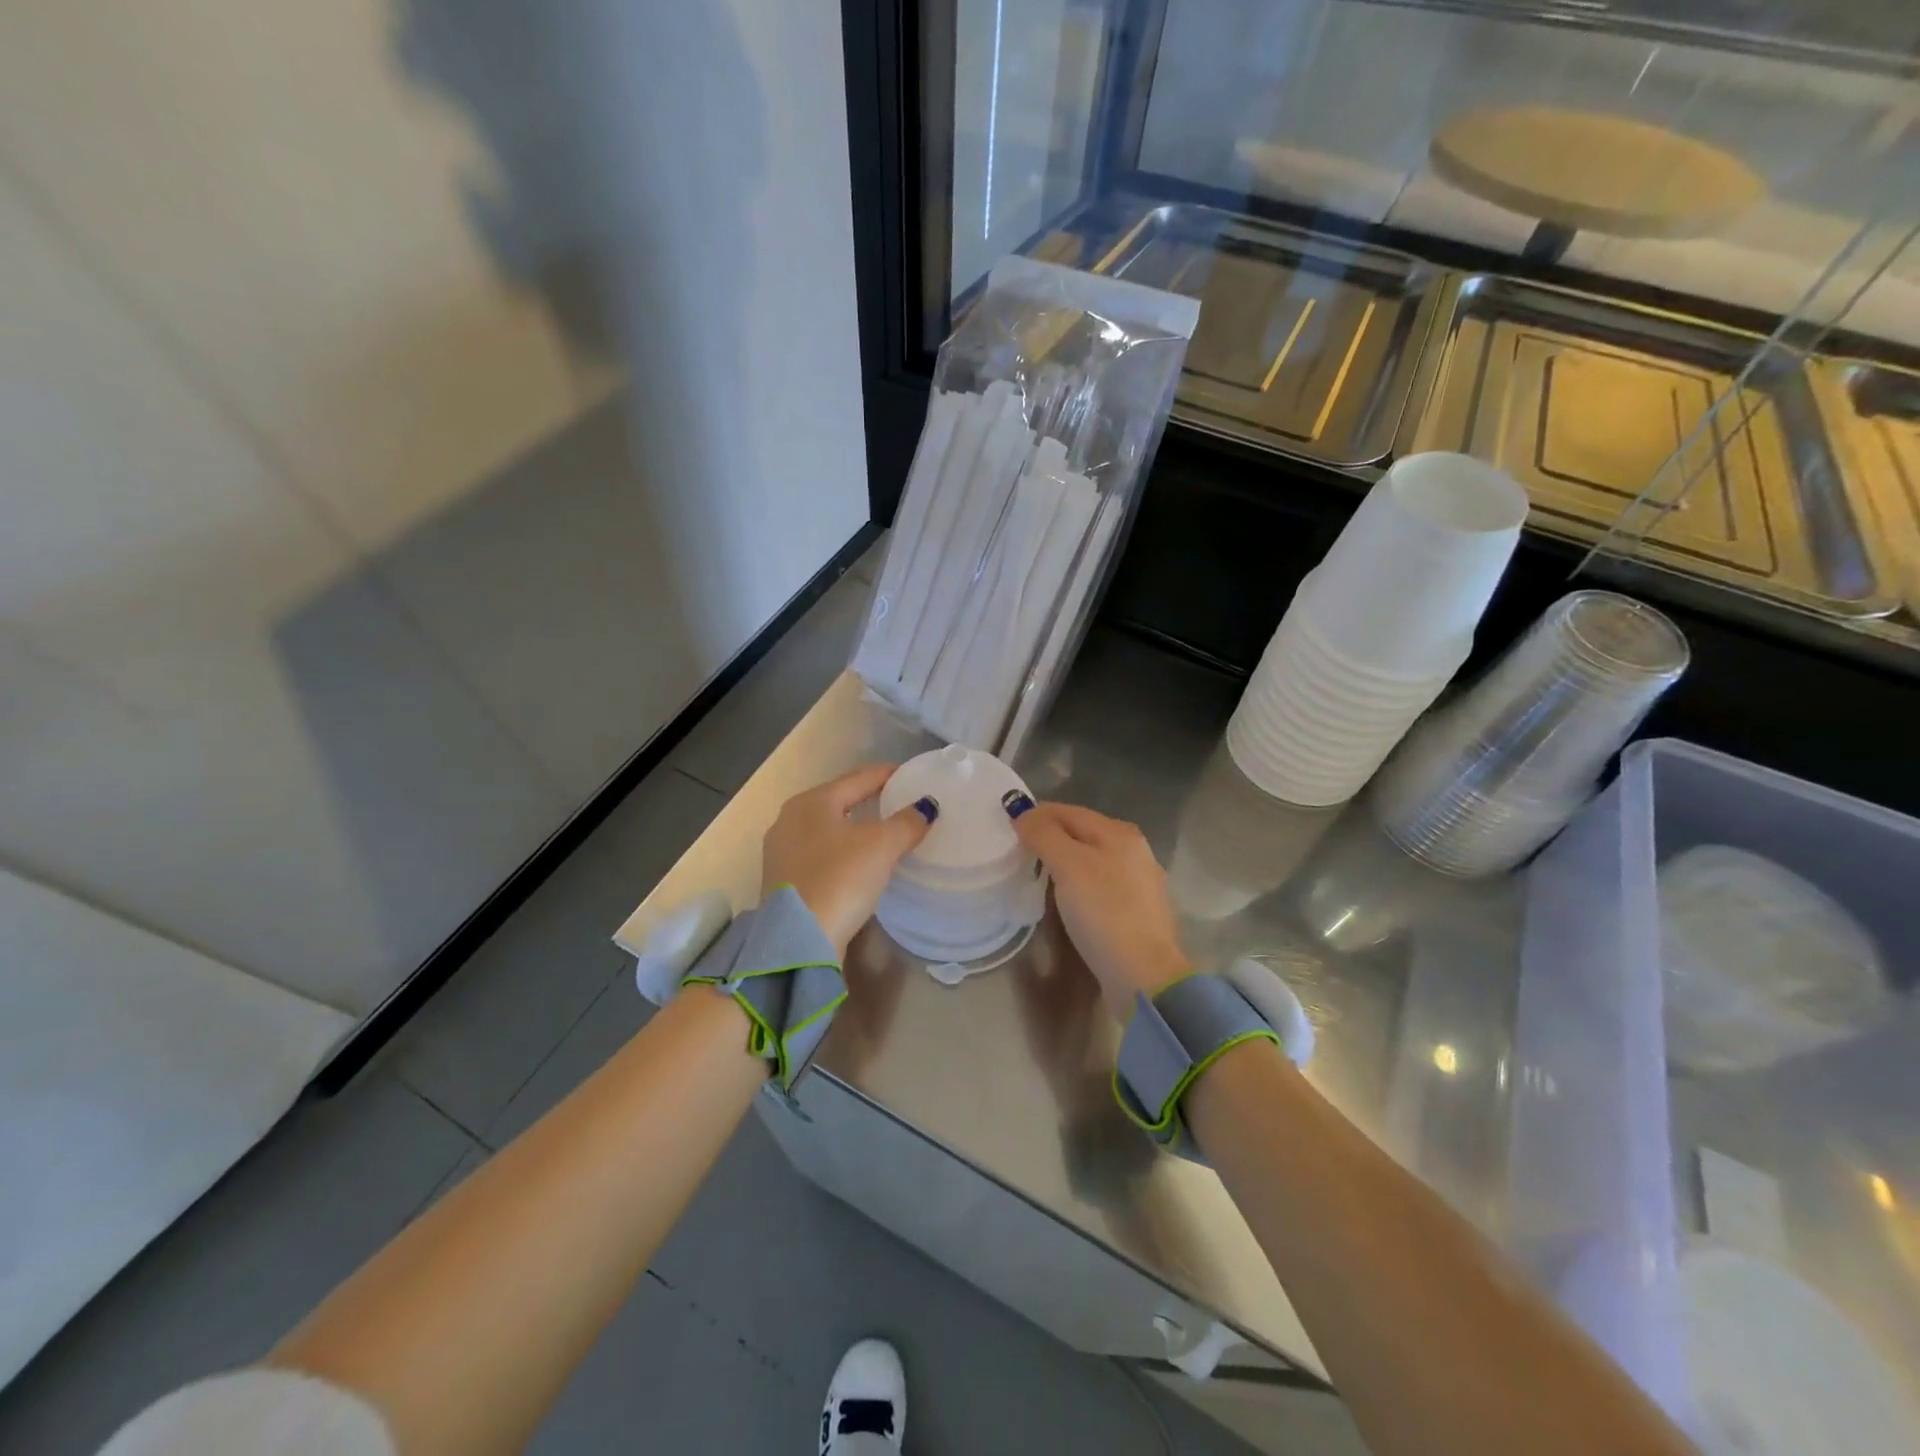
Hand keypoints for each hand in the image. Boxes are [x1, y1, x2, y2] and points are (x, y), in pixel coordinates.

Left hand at [762, 763, 935, 956]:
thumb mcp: (882, 846)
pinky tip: (856, 864)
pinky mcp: (782, 881)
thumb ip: (907, 822)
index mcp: (812, 801)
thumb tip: (927, 807)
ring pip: (826, 829)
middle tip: (898, 803)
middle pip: (838, 801)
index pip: (857, 778)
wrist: (798, 940)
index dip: (886, 775)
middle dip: (868, 800)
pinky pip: (818, 855)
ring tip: (881, 834)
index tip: (910, 775)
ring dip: (853, 828)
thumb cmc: (840, 879)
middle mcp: (789, 819)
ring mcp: (780, 852)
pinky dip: (840, 852)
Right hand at [1010, 801, 1189, 1020]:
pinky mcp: (1136, 913)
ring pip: (1091, 860)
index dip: (1037, 814)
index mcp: (1120, 833)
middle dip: (1050, 836)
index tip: (1007, 825)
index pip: (1069, 811)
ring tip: (1035, 873)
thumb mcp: (1069, 866)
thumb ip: (1044, 834)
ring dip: (1063, 861)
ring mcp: (1139, 883)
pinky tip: (1066, 899)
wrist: (1144, 976)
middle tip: (1017, 850)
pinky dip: (1078, 884)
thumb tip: (1022, 811)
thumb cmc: (1104, 913)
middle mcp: (1135, 851)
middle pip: (1082, 833)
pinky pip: (1099, 885)